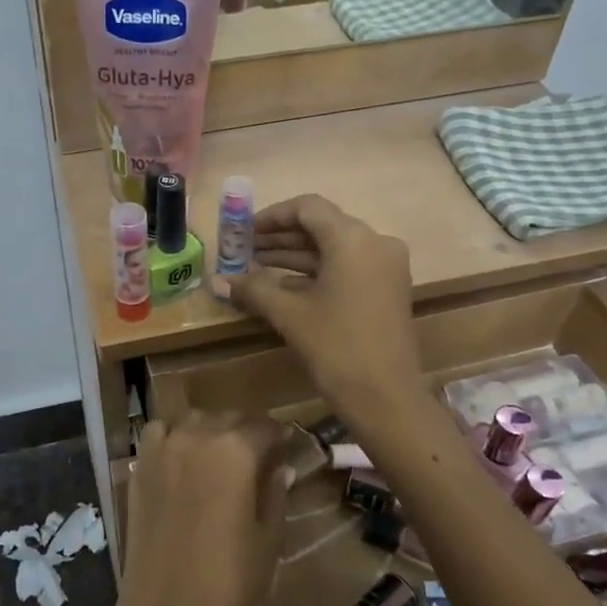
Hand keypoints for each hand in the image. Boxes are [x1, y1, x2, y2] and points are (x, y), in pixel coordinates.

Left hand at [112, 412, 290, 605]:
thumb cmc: (228, 582)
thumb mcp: (267, 539)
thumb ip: (275, 494)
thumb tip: (280, 467)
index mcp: (236, 451)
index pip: (265, 427)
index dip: (280, 436)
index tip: (288, 445)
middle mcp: (197, 437)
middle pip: (228, 418)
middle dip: (247, 431)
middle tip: (259, 453)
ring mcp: (162, 449)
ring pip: (193, 420)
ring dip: (210, 430)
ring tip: (219, 454)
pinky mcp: (139, 468)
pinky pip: (158, 434)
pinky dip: (172, 437)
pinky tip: (182, 460)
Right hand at [231, 195, 421, 420]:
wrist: (386, 397)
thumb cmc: (336, 347)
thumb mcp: (289, 314)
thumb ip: (254, 289)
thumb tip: (218, 280)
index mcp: (353, 239)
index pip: (308, 208)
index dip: (273, 216)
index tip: (244, 230)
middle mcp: (375, 243)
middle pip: (322, 226)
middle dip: (282, 237)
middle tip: (246, 248)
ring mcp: (385, 267)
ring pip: (334, 248)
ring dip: (297, 255)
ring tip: (257, 265)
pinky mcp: (387, 289)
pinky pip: (347, 267)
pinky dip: (317, 271)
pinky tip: (284, 284)